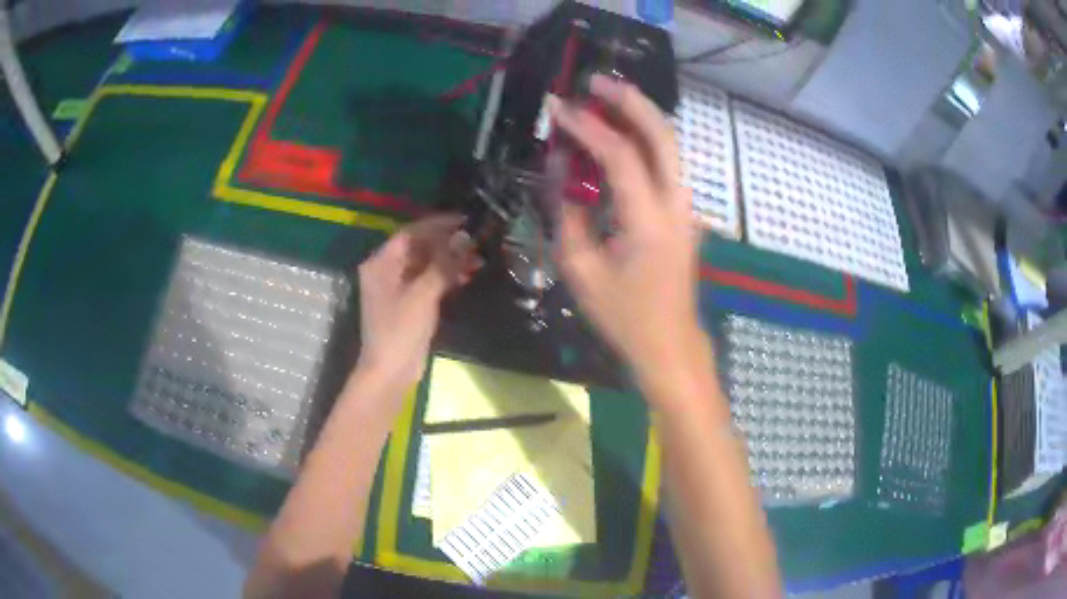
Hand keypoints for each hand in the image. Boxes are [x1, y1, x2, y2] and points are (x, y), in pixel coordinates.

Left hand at [355, 214, 477, 395]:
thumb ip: (444, 264)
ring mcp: (397, 287)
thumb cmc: (400, 330)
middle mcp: (386, 270)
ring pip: (426, 264)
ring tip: (478, 259)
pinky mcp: (409, 302)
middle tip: (477, 241)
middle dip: (448, 243)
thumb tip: (466, 237)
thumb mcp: (423, 294)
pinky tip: (468, 276)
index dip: (439, 224)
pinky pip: (428, 280)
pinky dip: (446, 276)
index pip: (411, 232)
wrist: (391, 371)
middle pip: (419, 247)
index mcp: (381, 263)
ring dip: (450, 260)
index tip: (466, 221)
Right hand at [550, 75, 706, 391]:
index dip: (588, 127)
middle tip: (596, 82)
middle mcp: (676, 205)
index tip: (559, 107)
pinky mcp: (684, 213)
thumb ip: (568, 214)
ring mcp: (686, 208)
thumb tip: (561, 172)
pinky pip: (666, 164)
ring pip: (669, 146)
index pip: (621, 156)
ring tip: (605, 98)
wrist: (669, 343)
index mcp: (649, 222)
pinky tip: (620, 134)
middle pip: (662, 136)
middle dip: (631, 102)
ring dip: (640, 116)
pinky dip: (644, 140)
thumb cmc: (623, 316)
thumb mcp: (581, 271)